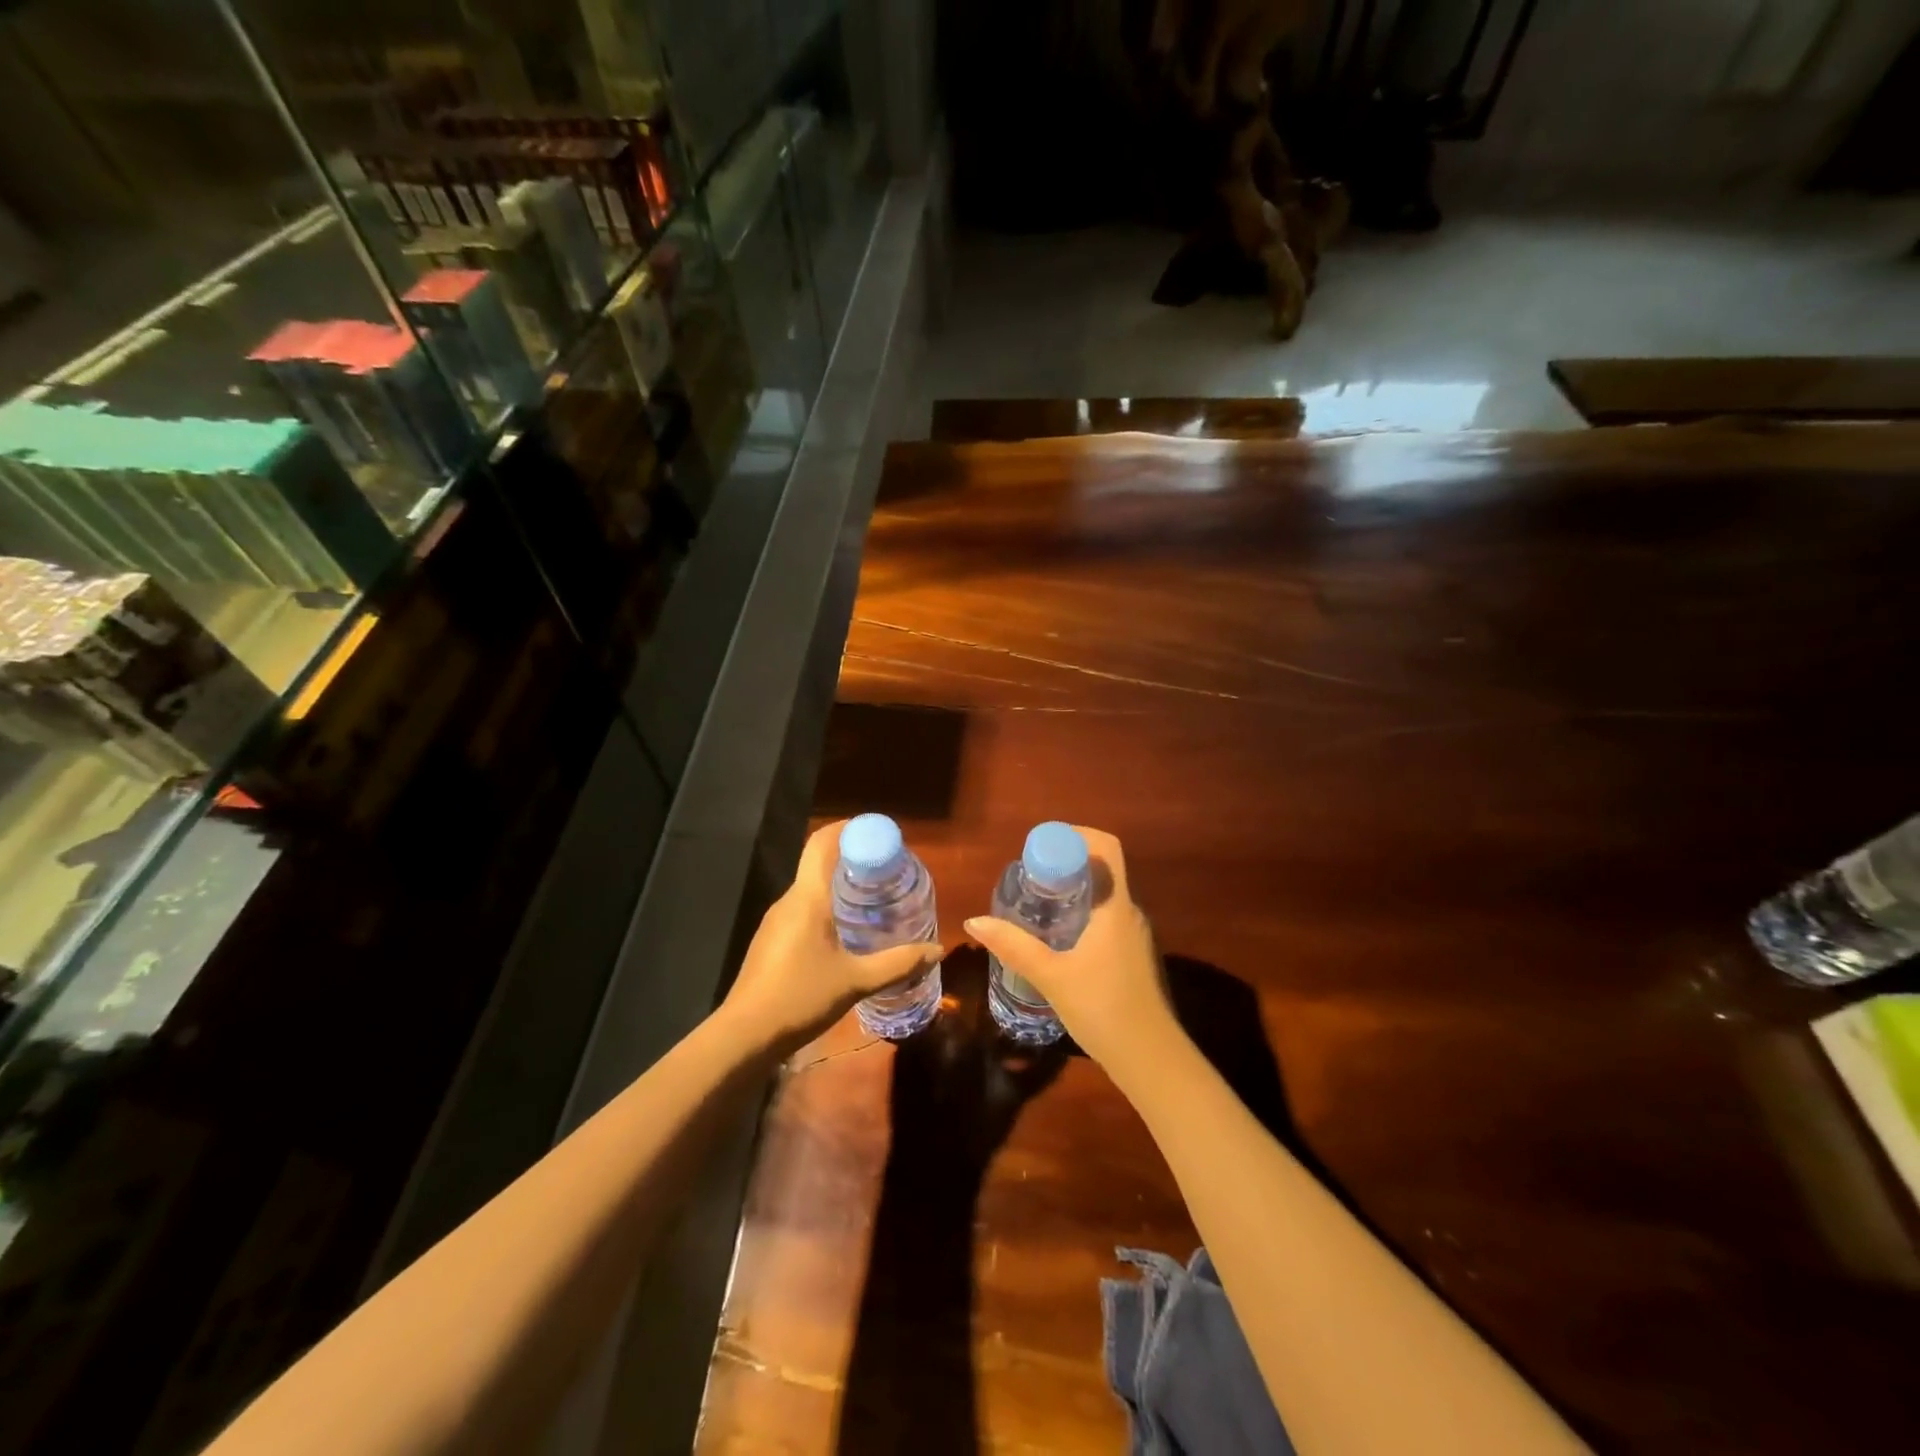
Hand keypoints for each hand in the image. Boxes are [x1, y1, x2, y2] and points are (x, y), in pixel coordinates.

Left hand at [721, 820, 944, 1055]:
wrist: (744, 1035)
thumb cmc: (801, 997)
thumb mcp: (856, 981)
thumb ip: (898, 963)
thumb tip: (937, 950)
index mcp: (808, 897)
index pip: (822, 843)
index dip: (848, 829)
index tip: (879, 833)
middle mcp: (789, 900)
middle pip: (820, 864)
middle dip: (853, 860)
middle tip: (888, 871)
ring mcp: (776, 921)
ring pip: (811, 889)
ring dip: (840, 887)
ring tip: (874, 900)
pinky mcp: (770, 941)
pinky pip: (802, 910)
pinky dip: (826, 908)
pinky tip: (845, 933)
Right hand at [964, 827, 1176, 1072]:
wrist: (1151, 1060)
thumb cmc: (1103, 1009)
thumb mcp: (1052, 977)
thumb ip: (1014, 947)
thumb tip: (975, 921)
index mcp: (1116, 907)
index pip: (1106, 848)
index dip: (1075, 835)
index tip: (1040, 847)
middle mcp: (1130, 913)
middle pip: (1102, 869)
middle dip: (1066, 863)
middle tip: (1030, 876)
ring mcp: (1134, 936)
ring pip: (1103, 896)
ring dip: (1073, 891)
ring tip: (1037, 903)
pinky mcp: (1132, 957)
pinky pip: (1106, 918)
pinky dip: (1081, 914)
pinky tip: (1057, 937)